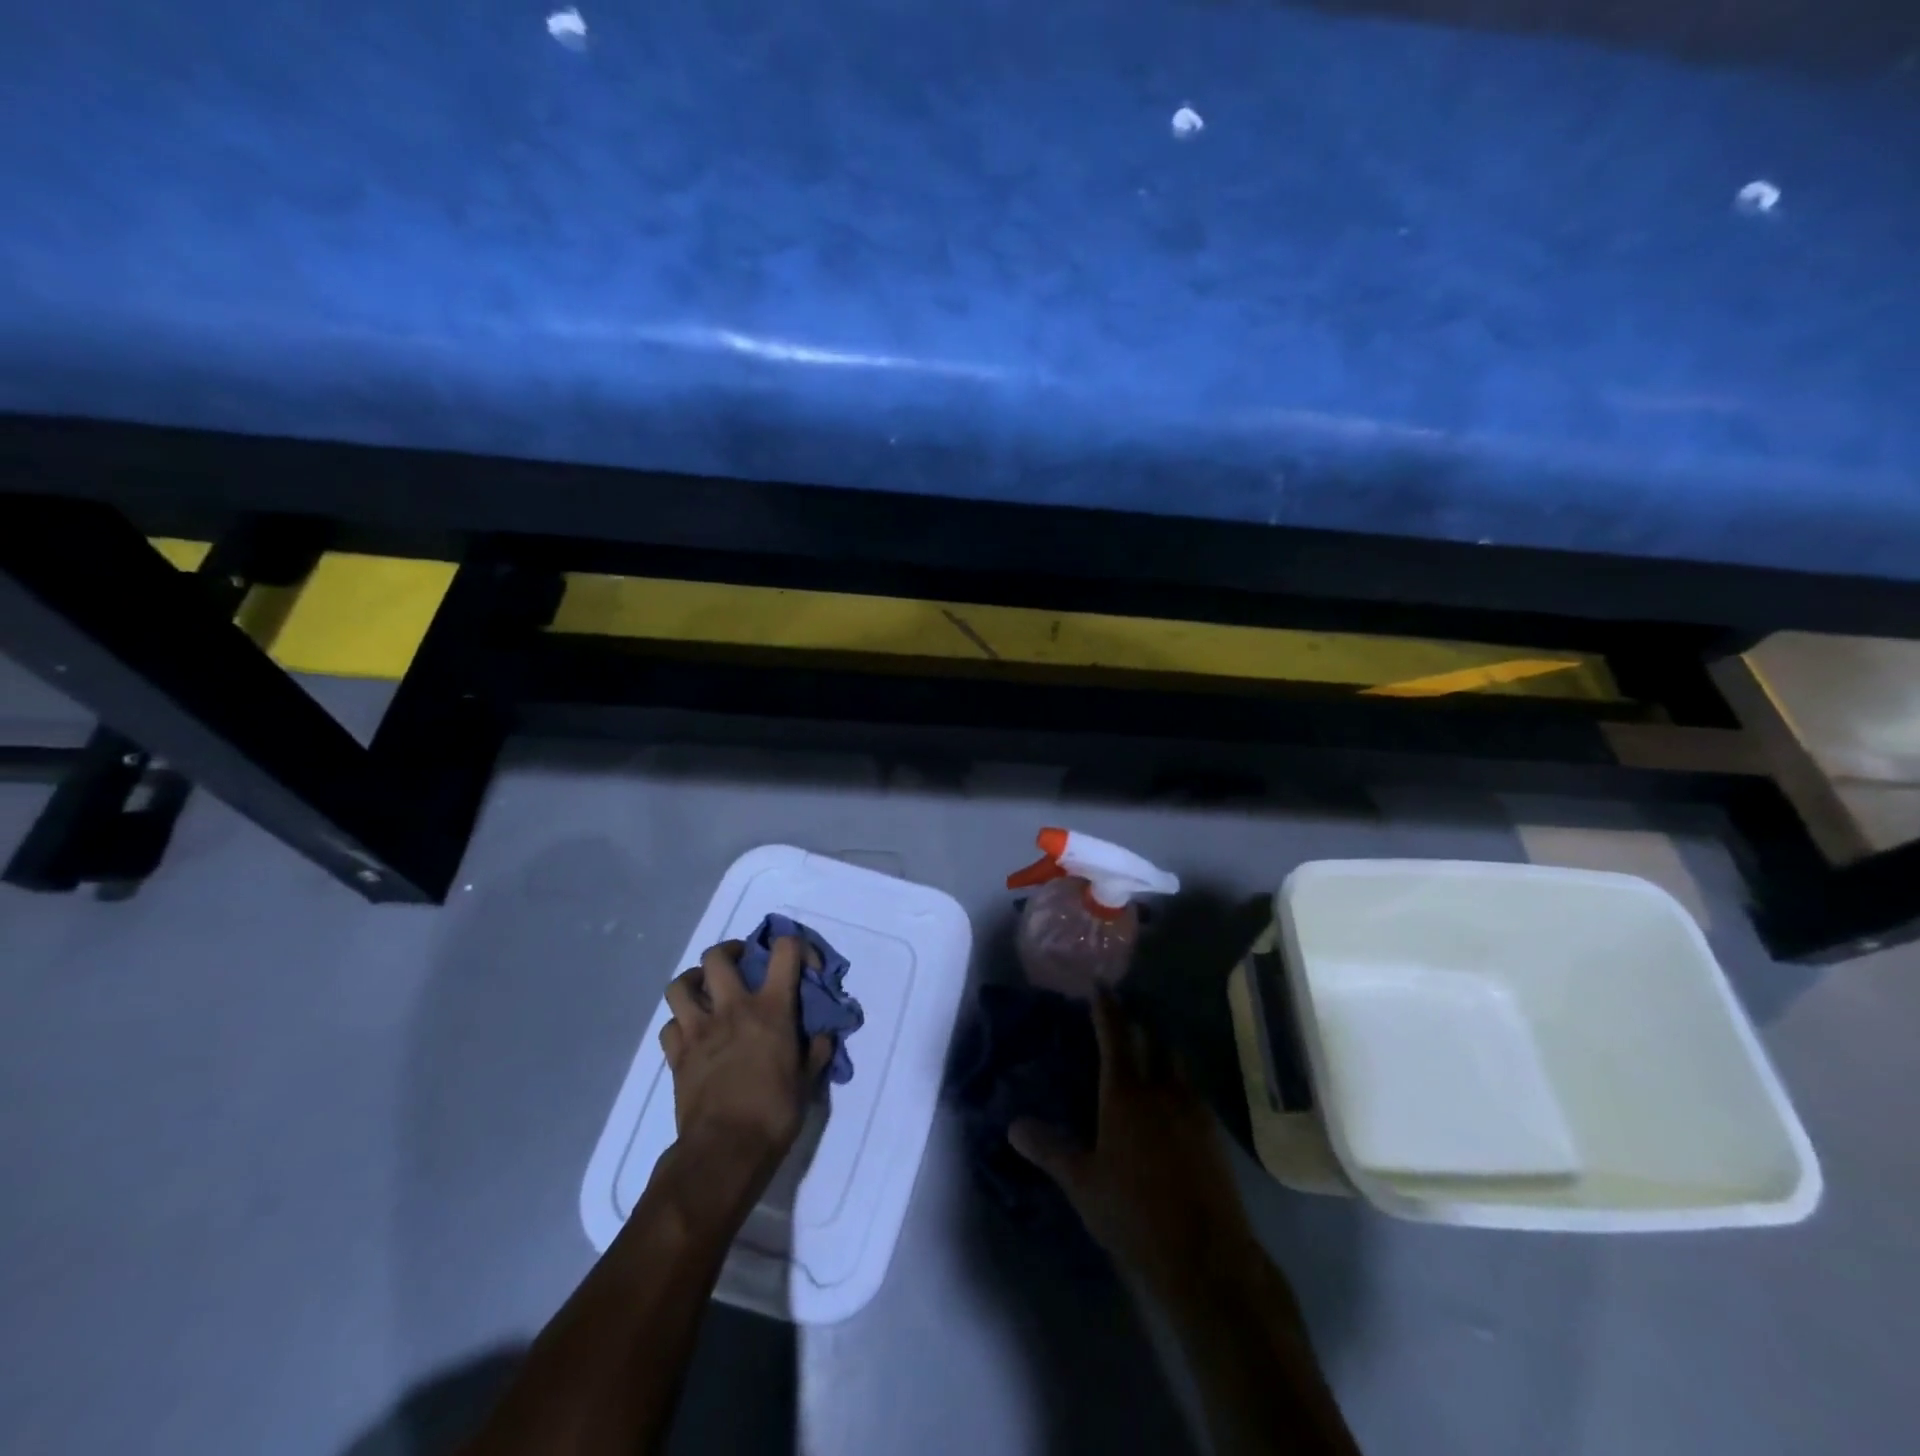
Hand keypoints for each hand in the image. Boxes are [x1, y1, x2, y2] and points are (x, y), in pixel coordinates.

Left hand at [660, 937, 831, 1172]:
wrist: (725, 1151)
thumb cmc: (775, 1113)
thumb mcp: (808, 1081)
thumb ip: (816, 1051)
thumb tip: (823, 1036)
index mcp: (771, 1008)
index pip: (784, 950)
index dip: (795, 946)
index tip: (802, 964)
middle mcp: (733, 1008)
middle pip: (718, 956)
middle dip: (730, 951)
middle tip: (741, 964)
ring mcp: (699, 1030)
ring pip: (681, 984)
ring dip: (693, 981)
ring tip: (706, 991)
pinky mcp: (677, 1055)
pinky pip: (670, 1025)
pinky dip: (679, 1024)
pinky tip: (692, 1034)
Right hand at [1010, 989, 1255, 1295]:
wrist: (1206, 1257)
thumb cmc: (1134, 1213)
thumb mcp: (1082, 1183)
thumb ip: (1049, 1149)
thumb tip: (1013, 1125)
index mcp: (1125, 1093)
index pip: (1115, 1035)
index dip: (1106, 1008)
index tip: (1100, 984)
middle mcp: (1162, 1090)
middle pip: (1154, 1041)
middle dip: (1138, 1026)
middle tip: (1123, 1022)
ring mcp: (1193, 1111)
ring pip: (1178, 1064)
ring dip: (1162, 1053)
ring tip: (1148, 1057)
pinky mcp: (1213, 1135)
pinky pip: (1193, 1092)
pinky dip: (1179, 1084)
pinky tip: (1171, 1104)